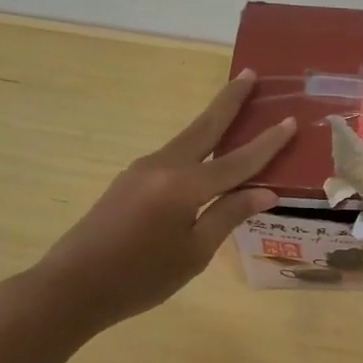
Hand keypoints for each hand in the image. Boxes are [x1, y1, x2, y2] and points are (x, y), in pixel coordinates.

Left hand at [25, 70, 294, 333]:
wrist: (71, 288)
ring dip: (213, 120)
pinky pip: (175, 156)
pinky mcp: (131, 180)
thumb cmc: (140, 278)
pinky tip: (209, 153)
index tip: (291, 120)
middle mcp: (163, 166)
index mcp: (184, 186)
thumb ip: (228, 215)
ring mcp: (143, 170)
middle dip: (229, 100)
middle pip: (205, 126)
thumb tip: (265, 192)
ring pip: (188, 139)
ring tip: (237, 106)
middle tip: (251, 74)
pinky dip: (198, 146)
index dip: (267, 143)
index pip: (237, 161)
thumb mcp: (194, 253)